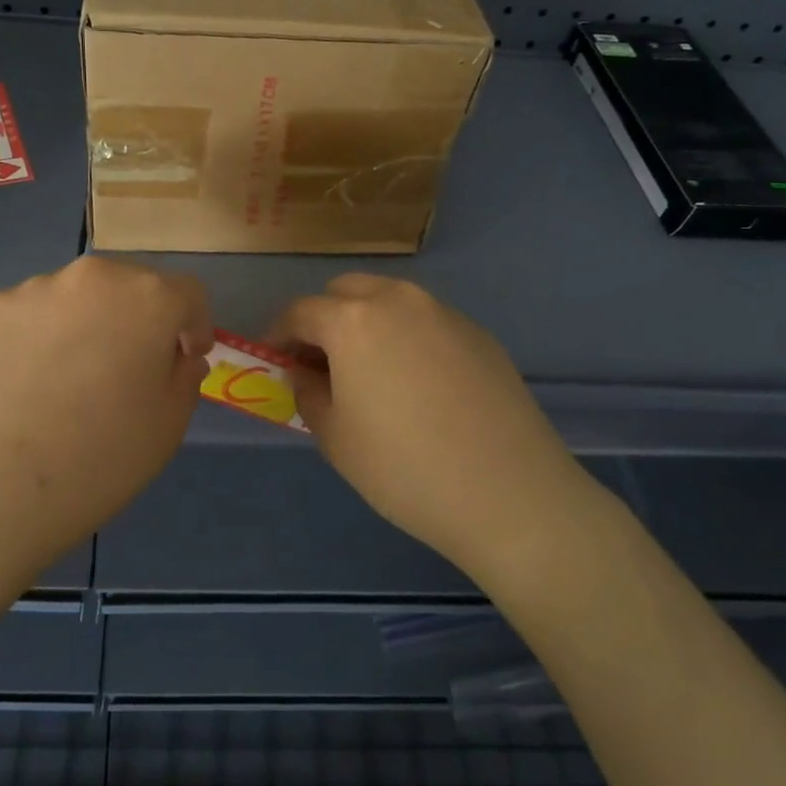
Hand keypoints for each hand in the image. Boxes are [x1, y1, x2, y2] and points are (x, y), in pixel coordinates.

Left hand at [0, 256, 211, 582]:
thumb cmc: (101, 458)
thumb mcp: (169, 423)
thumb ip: (184, 375)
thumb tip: (175, 355)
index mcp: (148, 297)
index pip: (188, 294)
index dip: (194, 325)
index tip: (185, 357)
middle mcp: (93, 276)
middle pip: (130, 286)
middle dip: (140, 319)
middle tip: (128, 369)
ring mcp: (34, 288)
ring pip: (77, 298)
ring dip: (87, 324)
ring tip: (69, 380)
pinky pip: (31, 315)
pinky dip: (39, 337)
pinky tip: (27, 384)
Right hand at [271, 275, 587, 578]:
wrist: (509, 494)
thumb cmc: (404, 468)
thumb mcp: (335, 437)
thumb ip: (308, 393)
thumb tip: (307, 373)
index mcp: (353, 320)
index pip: (300, 311)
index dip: (279, 335)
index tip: (276, 362)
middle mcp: (398, 301)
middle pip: (346, 292)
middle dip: (324, 319)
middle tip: (322, 364)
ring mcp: (445, 313)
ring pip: (390, 301)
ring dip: (367, 324)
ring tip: (370, 372)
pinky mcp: (480, 334)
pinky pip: (427, 322)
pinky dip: (407, 337)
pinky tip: (418, 385)